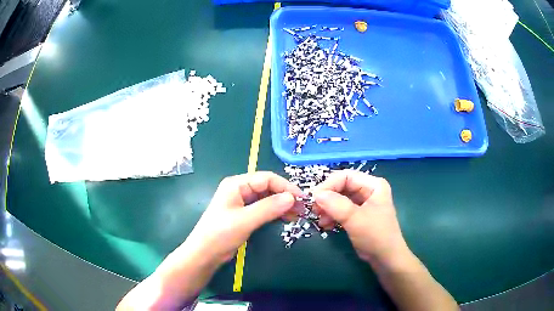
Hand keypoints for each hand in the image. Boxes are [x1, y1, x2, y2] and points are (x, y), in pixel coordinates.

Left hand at [183, 171, 302, 265]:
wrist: (205, 253)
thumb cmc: (220, 234)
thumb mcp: (245, 220)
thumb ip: (268, 208)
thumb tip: (292, 198)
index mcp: (237, 184)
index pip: (267, 178)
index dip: (285, 187)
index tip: (301, 198)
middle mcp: (240, 189)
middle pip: (268, 187)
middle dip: (285, 196)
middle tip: (302, 208)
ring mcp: (242, 202)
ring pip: (267, 198)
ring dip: (282, 204)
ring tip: (297, 214)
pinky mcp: (245, 214)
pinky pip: (264, 208)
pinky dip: (276, 212)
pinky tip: (286, 217)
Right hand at [313, 170, 408, 264]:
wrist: (386, 259)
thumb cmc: (375, 236)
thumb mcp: (355, 219)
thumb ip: (336, 205)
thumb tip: (316, 194)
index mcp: (373, 185)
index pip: (346, 176)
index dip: (329, 185)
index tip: (313, 198)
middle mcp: (368, 190)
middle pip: (342, 187)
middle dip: (327, 198)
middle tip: (314, 210)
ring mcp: (363, 203)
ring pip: (340, 199)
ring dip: (328, 208)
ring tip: (321, 221)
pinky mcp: (358, 215)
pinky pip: (341, 210)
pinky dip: (332, 215)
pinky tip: (326, 225)